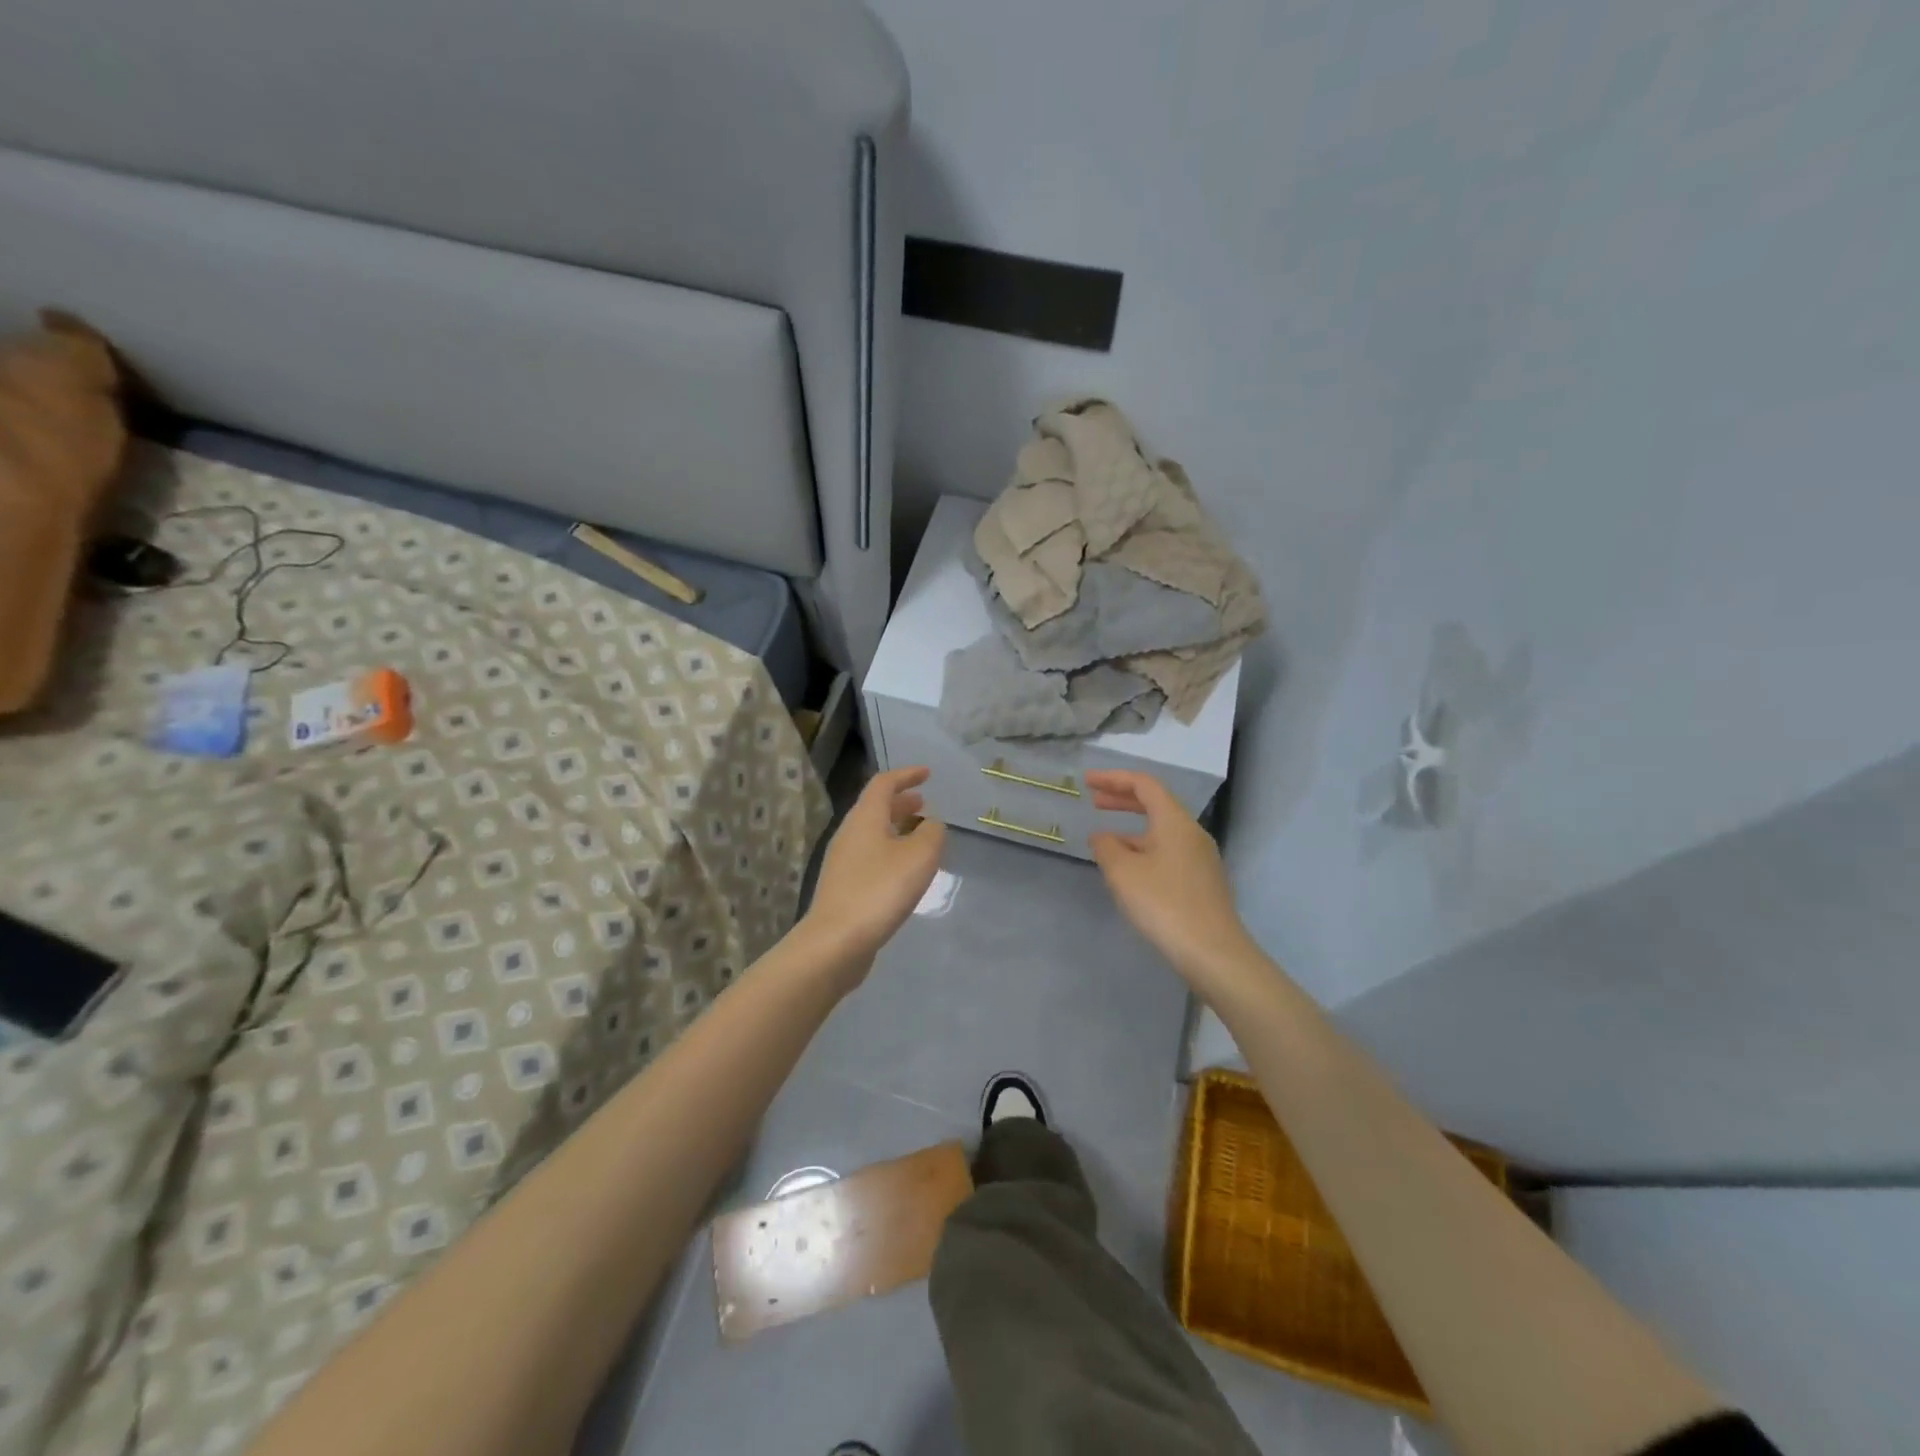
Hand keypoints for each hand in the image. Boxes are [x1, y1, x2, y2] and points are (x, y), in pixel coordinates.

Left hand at [800, 766, 945, 973]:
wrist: (836, 942)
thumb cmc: (880, 891)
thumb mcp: (919, 857)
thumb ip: (932, 833)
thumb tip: (931, 824)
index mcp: (865, 818)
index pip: (884, 784)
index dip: (906, 775)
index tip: (927, 773)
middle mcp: (849, 833)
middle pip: (875, 808)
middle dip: (901, 803)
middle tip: (924, 804)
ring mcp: (843, 862)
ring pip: (872, 834)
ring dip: (896, 828)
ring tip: (920, 837)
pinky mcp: (843, 887)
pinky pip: (870, 857)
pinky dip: (890, 852)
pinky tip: (905, 871)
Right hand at [1087, 770, 1255, 992]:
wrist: (1214, 953)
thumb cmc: (1164, 905)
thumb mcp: (1123, 873)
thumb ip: (1107, 847)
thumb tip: (1103, 837)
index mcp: (1175, 822)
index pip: (1144, 785)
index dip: (1113, 779)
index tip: (1087, 782)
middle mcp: (1192, 833)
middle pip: (1156, 804)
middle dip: (1123, 799)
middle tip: (1094, 801)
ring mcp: (1201, 859)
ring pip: (1162, 831)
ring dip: (1132, 829)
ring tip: (1105, 841)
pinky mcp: (1202, 882)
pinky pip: (1169, 852)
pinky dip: (1145, 849)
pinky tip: (1129, 871)